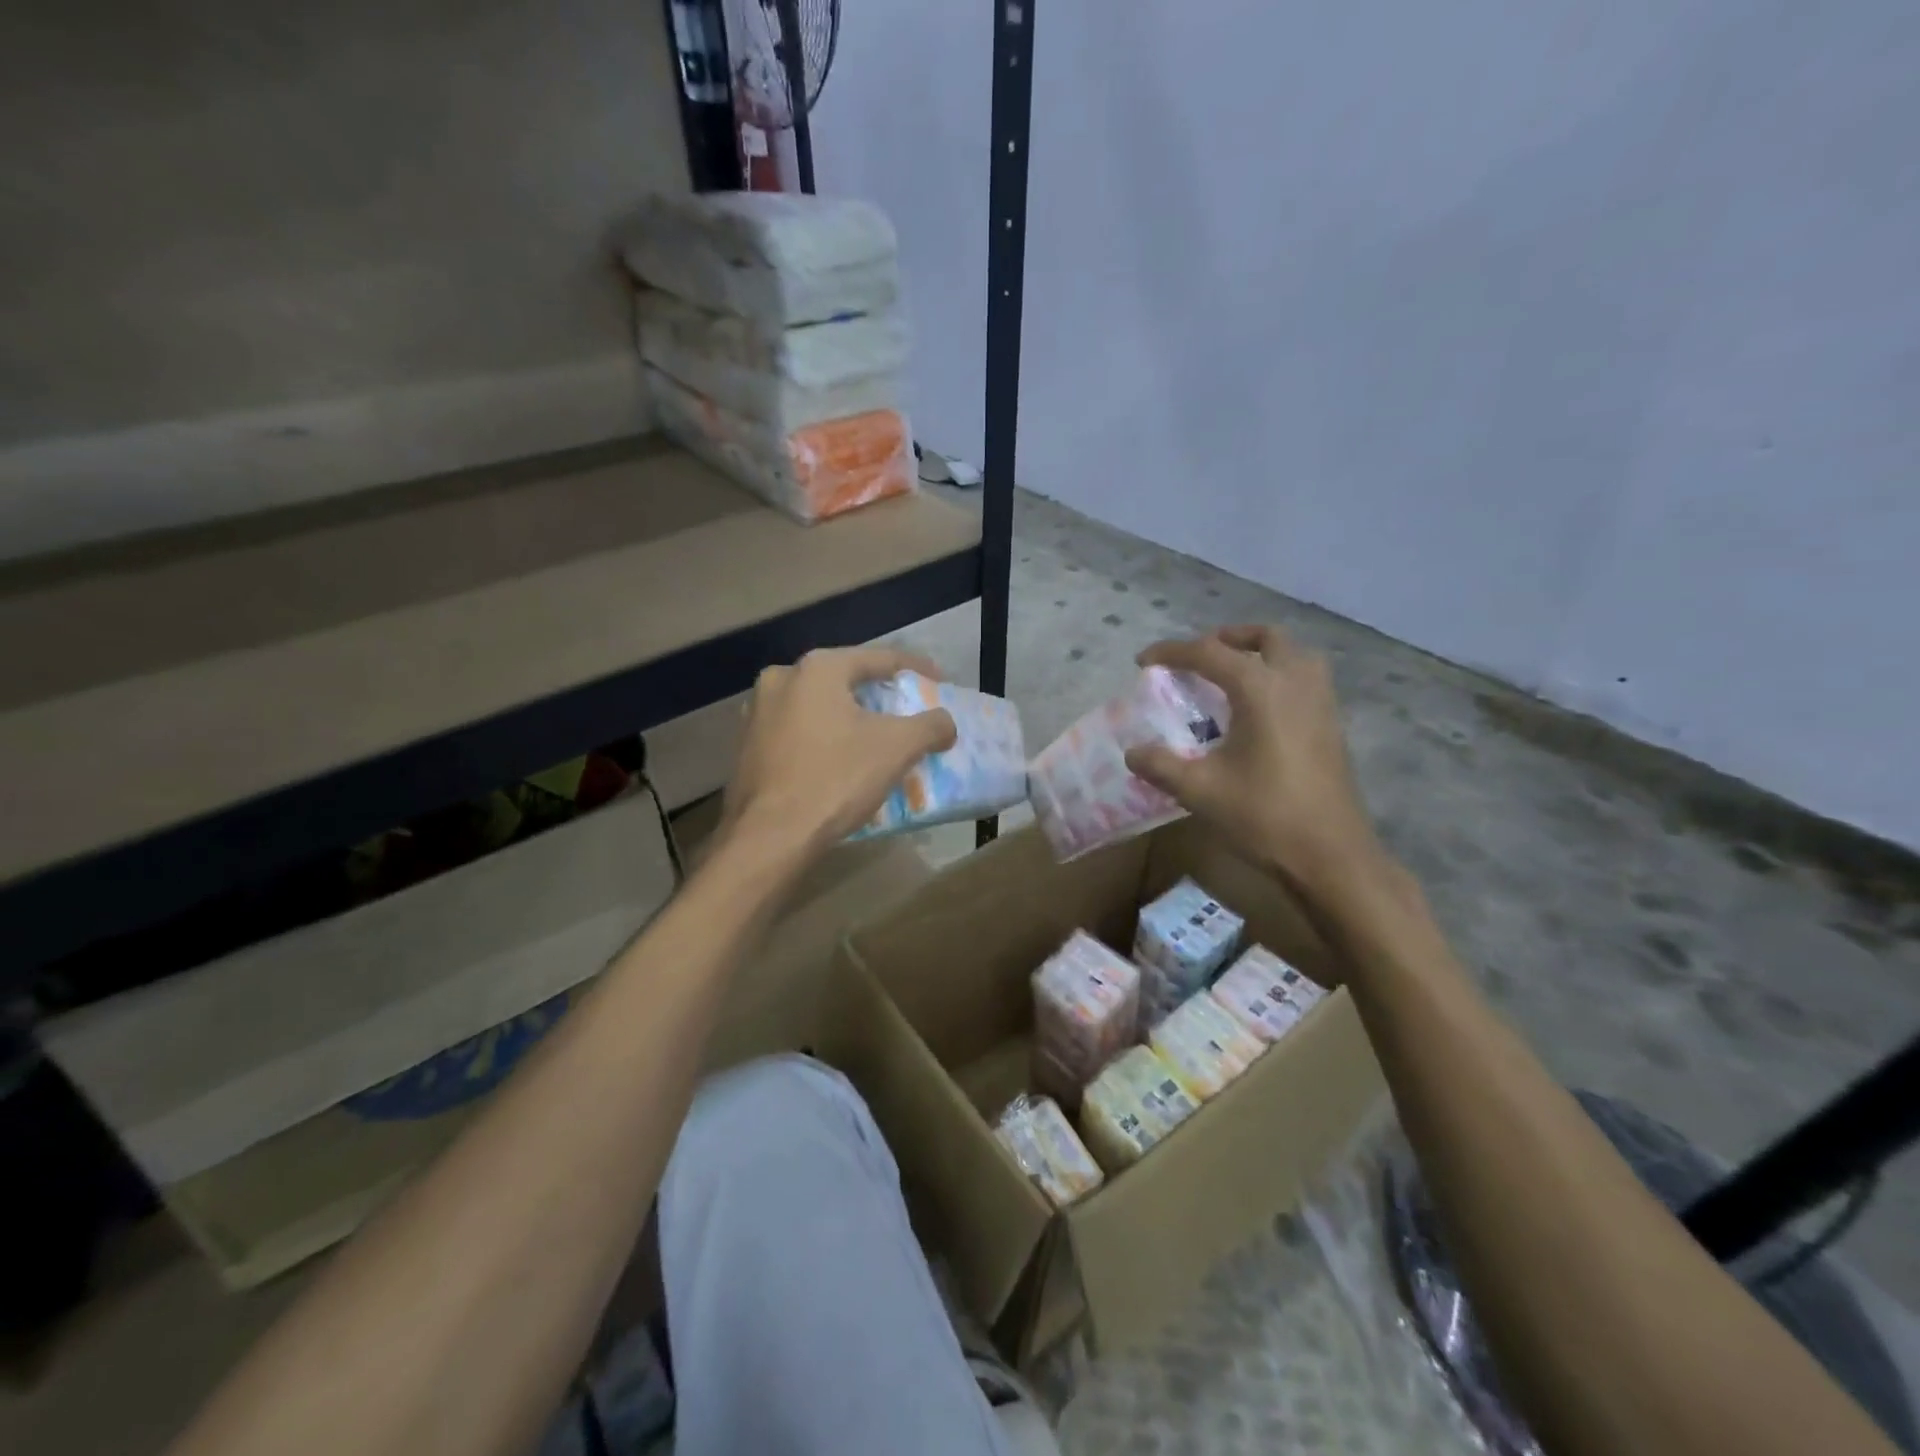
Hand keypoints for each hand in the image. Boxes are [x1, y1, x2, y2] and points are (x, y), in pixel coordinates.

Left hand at [720, 646, 957, 860]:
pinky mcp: (747, 747)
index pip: (878, 658)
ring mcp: (757, 714)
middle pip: (845, 680)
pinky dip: (824, 739)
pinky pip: (798, 732)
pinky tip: (839, 761)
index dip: (915, 668)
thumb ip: (930, 726)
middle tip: (907, 710)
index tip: (939, 680)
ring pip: (818, 707)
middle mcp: (781, 679)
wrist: (770, 837)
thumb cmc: (835, 779)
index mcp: (817, 669)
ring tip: (876, 737)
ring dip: (849, 718)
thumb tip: (946, 723)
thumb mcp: (897, 748)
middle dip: (879, 694)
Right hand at [1125, 626, 1386, 903]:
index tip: (1144, 661)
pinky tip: (1259, 711)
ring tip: (1232, 676)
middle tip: (1198, 658)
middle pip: (1265, 637)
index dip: (1172, 652)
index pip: (1209, 652)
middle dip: (1227, 639)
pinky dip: (1279, 676)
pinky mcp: (1333, 726)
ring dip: (1261, 653)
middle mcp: (1295, 682)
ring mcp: (1322, 702)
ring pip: (1294, 654)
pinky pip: (1306, 679)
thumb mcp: (1199, 790)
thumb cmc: (1263, 815)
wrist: (1330, 855)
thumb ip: (1160, 765)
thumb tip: (1133, 752)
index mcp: (1260, 689)